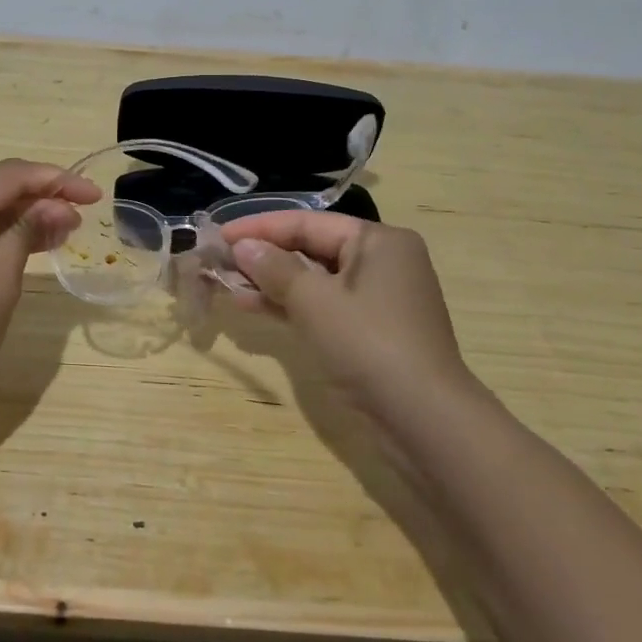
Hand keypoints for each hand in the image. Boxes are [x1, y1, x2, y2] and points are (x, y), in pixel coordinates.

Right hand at [218, 212, 475, 417]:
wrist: (423, 419)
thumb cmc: (368, 344)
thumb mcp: (314, 301)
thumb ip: (275, 268)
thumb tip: (242, 246)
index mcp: (378, 241)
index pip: (308, 223)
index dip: (260, 228)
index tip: (219, 235)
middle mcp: (381, 262)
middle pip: (311, 248)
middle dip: (264, 255)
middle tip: (220, 260)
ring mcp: (377, 299)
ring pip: (314, 279)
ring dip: (271, 282)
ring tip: (227, 284)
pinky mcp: (369, 330)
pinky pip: (322, 305)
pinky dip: (290, 305)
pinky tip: (252, 305)